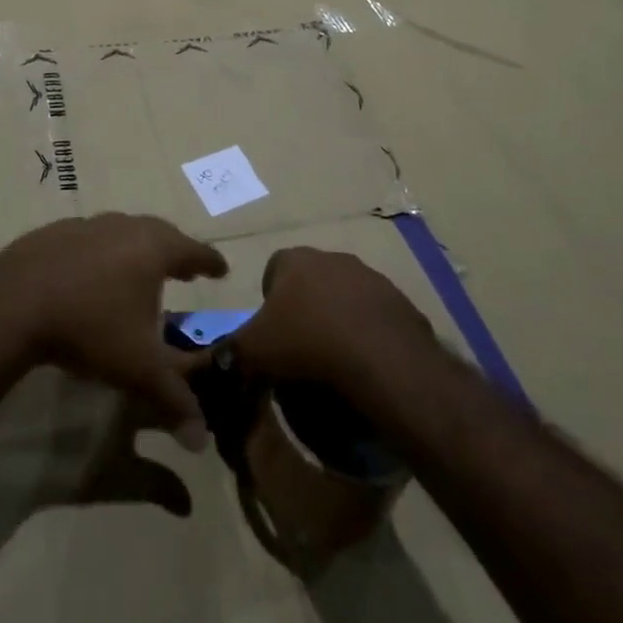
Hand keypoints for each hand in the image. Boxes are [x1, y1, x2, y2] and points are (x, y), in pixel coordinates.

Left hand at [0, 214, 227, 435]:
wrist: (14, 302)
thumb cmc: (89, 327)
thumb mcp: (137, 369)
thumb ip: (173, 400)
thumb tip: (201, 439)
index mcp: (153, 249)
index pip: (194, 251)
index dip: (210, 262)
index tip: (222, 269)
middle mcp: (124, 227)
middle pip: (160, 233)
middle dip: (175, 251)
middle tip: (185, 267)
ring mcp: (87, 225)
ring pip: (123, 230)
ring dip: (137, 248)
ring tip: (139, 268)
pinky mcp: (55, 232)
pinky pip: (90, 237)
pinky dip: (101, 251)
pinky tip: (92, 272)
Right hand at [229, 246, 437, 391]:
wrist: (381, 360)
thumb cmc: (307, 343)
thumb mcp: (253, 351)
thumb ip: (231, 351)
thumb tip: (220, 359)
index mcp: (295, 259)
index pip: (273, 269)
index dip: (270, 301)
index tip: (272, 333)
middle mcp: (334, 258)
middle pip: (312, 281)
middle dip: (306, 308)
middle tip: (301, 348)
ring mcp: (372, 278)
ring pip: (346, 297)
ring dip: (339, 320)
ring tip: (336, 360)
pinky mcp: (402, 304)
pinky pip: (377, 319)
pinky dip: (369, 336)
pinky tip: (365, 364)